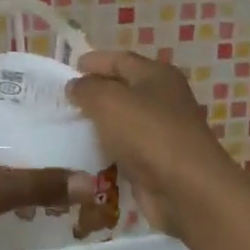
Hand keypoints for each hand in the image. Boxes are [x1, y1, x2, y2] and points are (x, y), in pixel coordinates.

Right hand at [67, 50, 233, 230]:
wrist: (187, 190)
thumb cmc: (147, 133)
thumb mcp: (107, 100)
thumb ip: (86, 88)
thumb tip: (75, 86)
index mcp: (156, 75)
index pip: (119, 59)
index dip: (93, 61)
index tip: (66, 71)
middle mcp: (163, 99)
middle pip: (122, 88)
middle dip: (93, 92)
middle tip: (62, 100)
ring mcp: (163, 131)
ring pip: (122, 120)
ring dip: (98, 123)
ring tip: (67, 126)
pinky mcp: (158, 161)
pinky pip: (126, 148)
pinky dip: (107, 149)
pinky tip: (84, 153)